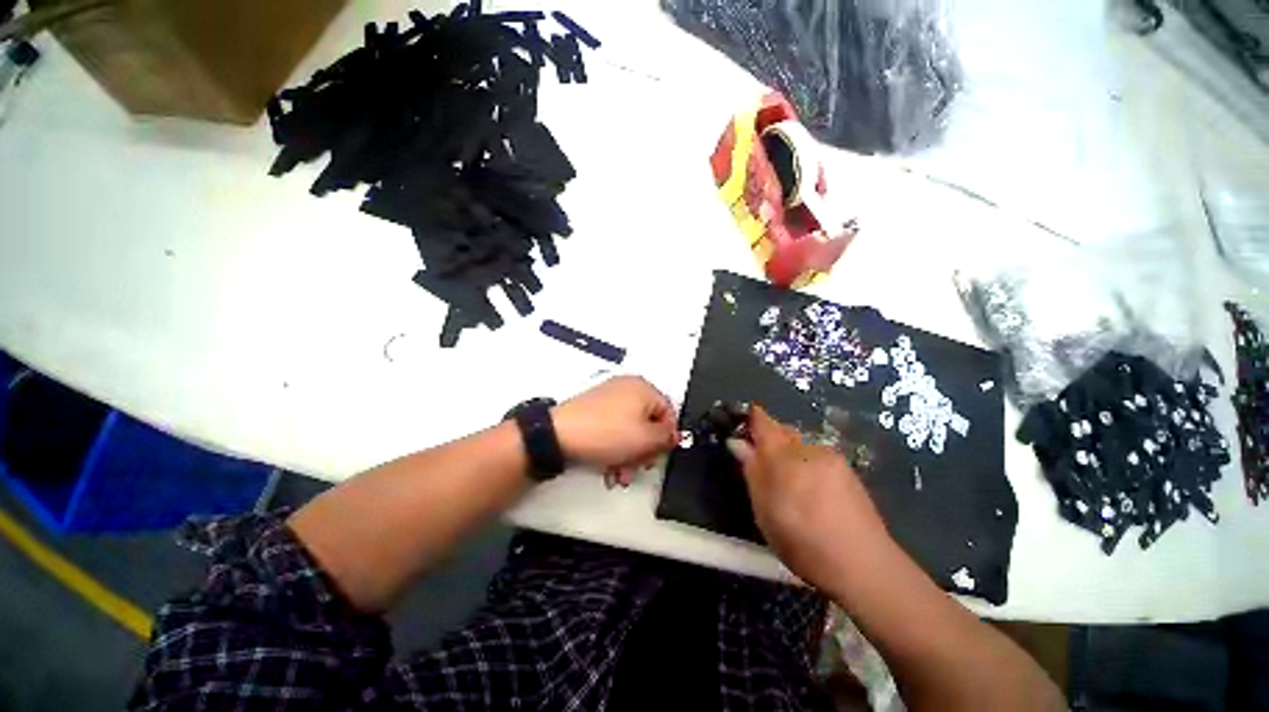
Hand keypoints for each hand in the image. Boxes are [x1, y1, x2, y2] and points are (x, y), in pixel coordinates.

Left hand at [552, 376, 677, 483]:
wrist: (559, 434)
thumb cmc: (605, 432)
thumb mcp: (646, 439)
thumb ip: (667, 438)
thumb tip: (675, 435)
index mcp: (643, 388)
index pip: (669, 412)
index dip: (667, 438)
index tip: (659, 455)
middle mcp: (627, 388)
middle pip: (648, 423)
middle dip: (645, 451)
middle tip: (638, 467)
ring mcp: (609, 398)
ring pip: (630, 430)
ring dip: (629, 455)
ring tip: (619, 474)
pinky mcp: (594, 409)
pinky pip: (614, 429)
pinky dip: (615, 448)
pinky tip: (608, 468)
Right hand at [727, 406, 889, 594]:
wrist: (863, 564)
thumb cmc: (801, 538)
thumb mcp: (764, 508)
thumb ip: (751, 470)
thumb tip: (737, 442)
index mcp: (782, 452)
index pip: (762, 420)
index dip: (749, 418)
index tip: (740, 427)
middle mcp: (808, 446)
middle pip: (783, 431)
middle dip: (770, 440)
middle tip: (761, 465)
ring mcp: (832, 458)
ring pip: (802, 445)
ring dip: (790, 455)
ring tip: (788, 484)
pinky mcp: (849, 472)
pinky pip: (819, 458)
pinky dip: (808, 466)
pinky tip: (811, 493)